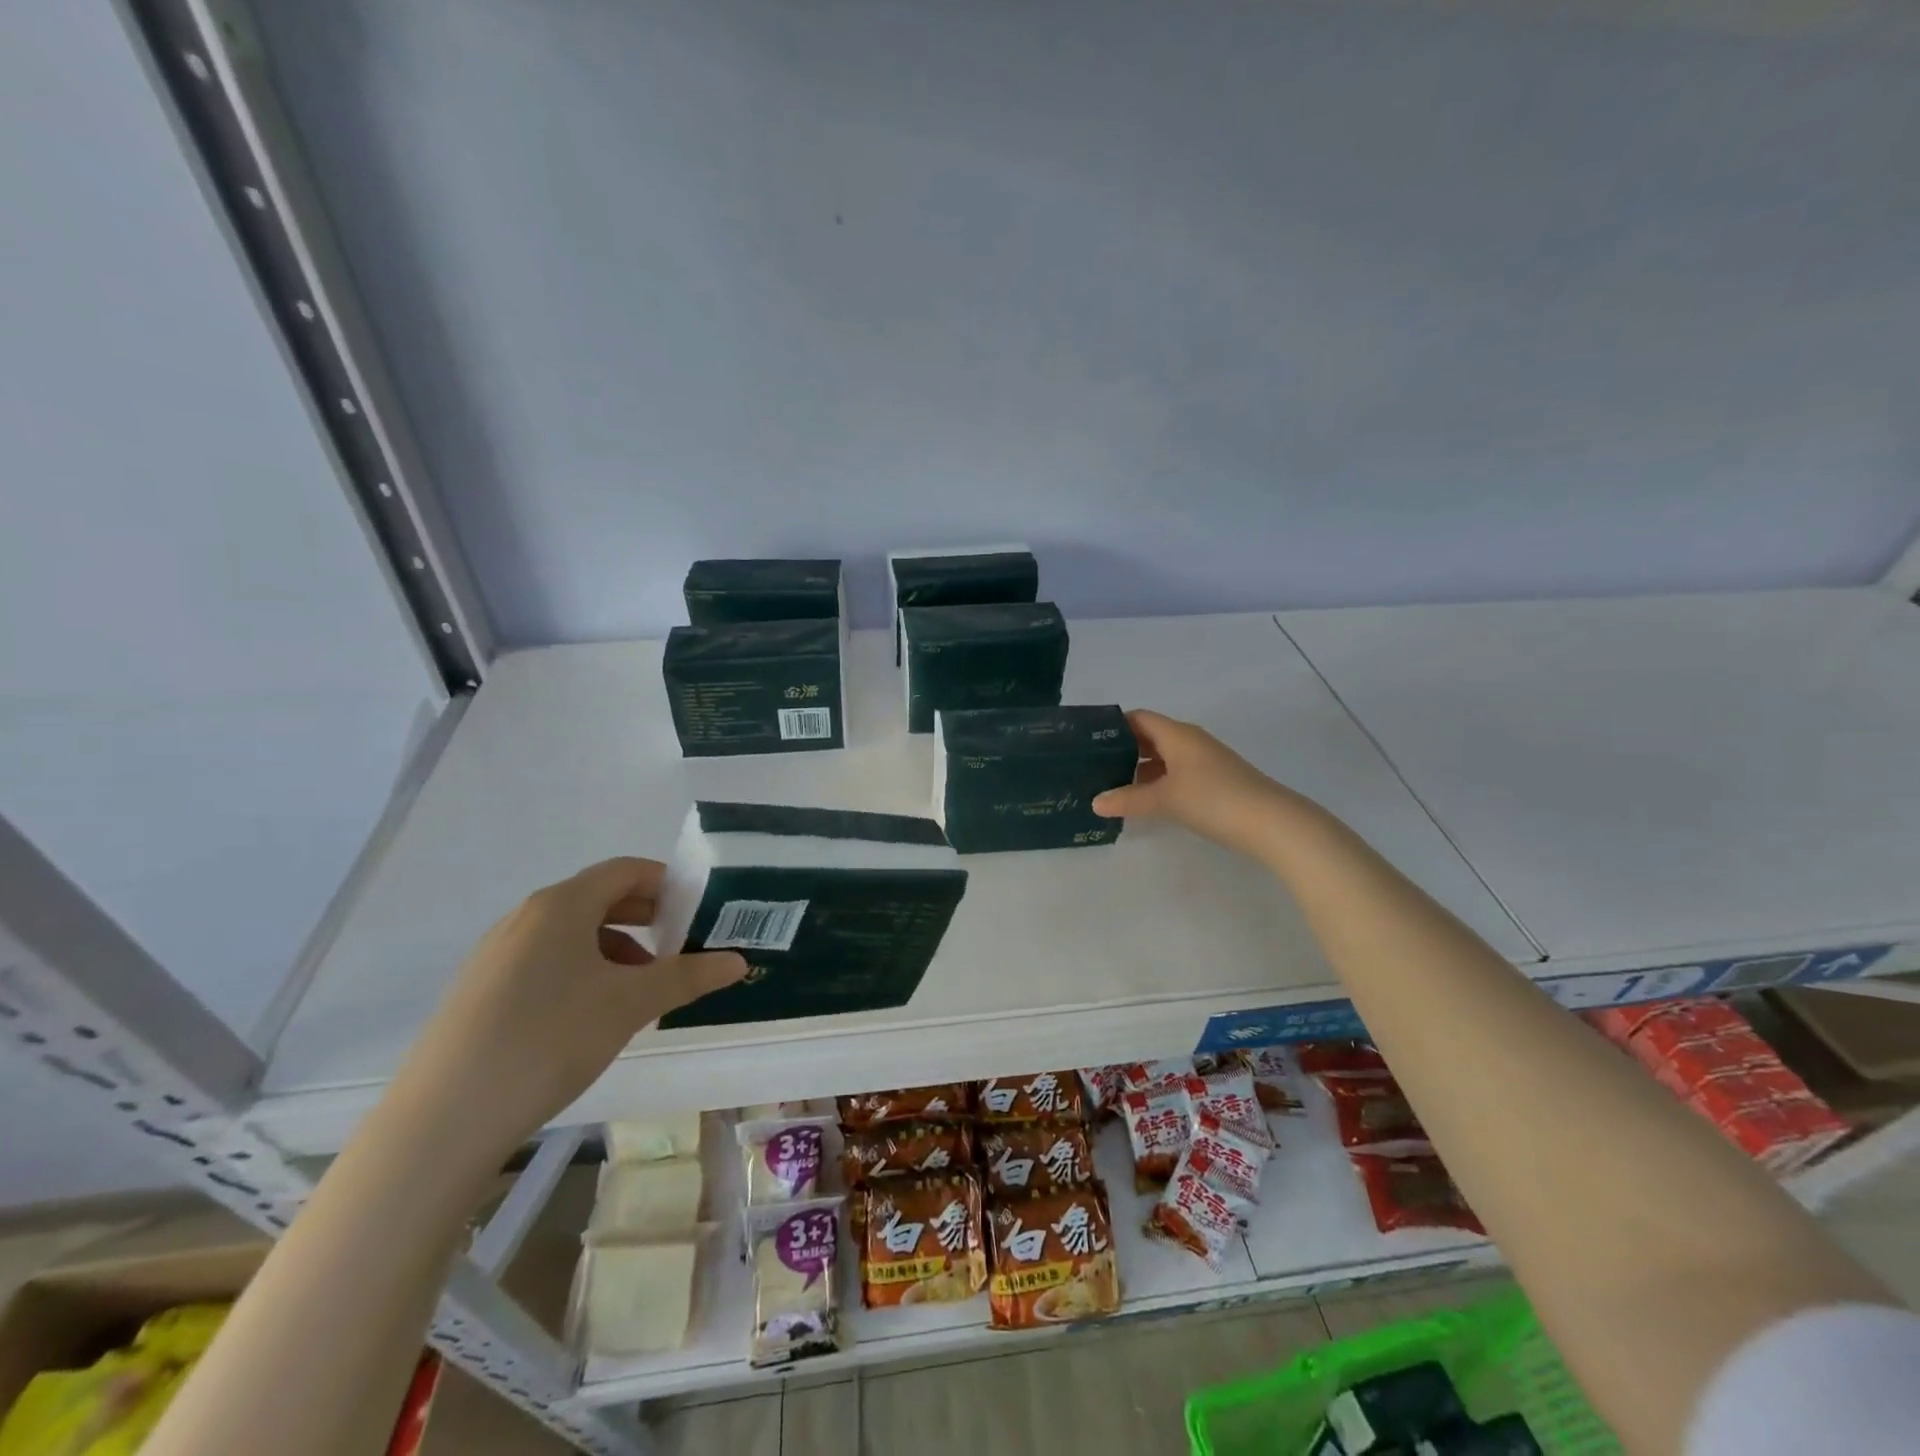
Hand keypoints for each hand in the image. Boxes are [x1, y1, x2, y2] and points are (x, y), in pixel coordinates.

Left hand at [392, 857, 746, 1169]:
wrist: (444, 1119)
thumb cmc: (550, 1039)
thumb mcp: (631, 1004)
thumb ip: (688, 977)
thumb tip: (738, 961)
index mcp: (561, 905)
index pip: (625, 871)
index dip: (666, 883)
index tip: (698, 910)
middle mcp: (526, 917)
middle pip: (598, 899)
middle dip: (645, 918)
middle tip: (680, 947)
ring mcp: (497, 954)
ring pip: (571, 934)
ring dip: (615, 949)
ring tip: (641, 989)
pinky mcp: (480, 990)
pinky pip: (545, 962)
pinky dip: (582, 971)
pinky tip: (593, 1015)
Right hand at [1092, 710, 1307, 860]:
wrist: (1271, 823)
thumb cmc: (1213, 799)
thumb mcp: (1165, 798)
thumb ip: (1128, 799)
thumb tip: (1095, 802)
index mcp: (1177, 734)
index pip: (1138, 718)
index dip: (1113, 726)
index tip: (1087, 741)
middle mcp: (1190, 742)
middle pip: (1150, 737)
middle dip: (1122, 750)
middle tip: (1092, 766)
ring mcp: (1204, 762)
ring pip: (1163, 758)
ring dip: (1139, 769)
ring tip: (1110, 785)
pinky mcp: (1214, 782)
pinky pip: (1175, 774)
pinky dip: (1157, 783)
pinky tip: (1143, 800)